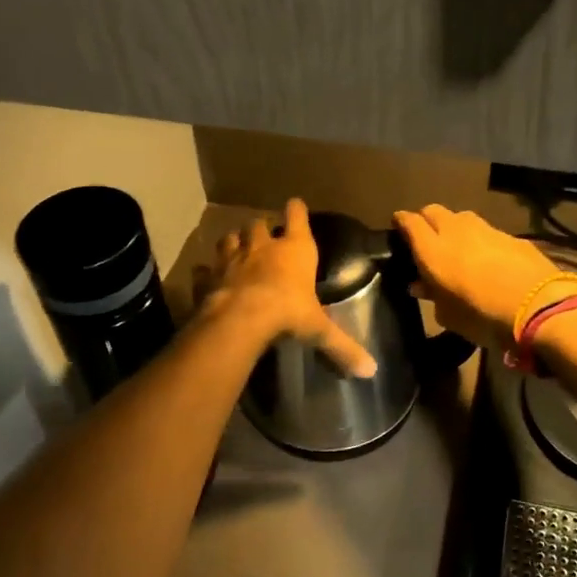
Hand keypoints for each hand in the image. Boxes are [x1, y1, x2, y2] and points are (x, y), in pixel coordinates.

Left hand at [194, 199, 377, 377]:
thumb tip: (371, 370)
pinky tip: (207, 276)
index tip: (295, 206)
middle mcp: (262, 247)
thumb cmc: (288, 313)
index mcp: (295, 250)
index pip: (297, 218)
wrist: (240, 319)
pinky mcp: (209, 276)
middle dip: (261, 228)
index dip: (296, 211)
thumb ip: (344, 347)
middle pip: (259, 224)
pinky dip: (206, 272)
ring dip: (234, 243)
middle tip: (264, 238)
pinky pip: (205, 269)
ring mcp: (231, 258)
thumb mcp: (319, 331)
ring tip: (237, 250)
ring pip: (230, 239)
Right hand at [393, 204, 568, 354]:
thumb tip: (420, 285)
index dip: (401, 222)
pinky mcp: (511, 235)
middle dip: (426, 220)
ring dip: (454, 226)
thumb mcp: (449, 316)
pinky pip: (487, 231)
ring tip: (456, 246)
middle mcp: (455, 230)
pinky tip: (487, 257)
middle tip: (425, 238)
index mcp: (432, 250)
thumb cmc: (483, 317)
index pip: (409, 222)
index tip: (398, 228)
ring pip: (461, 217)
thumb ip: (432, 295)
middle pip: (433, 211)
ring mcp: (486, 229)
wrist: (539, 308)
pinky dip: (480, 239)